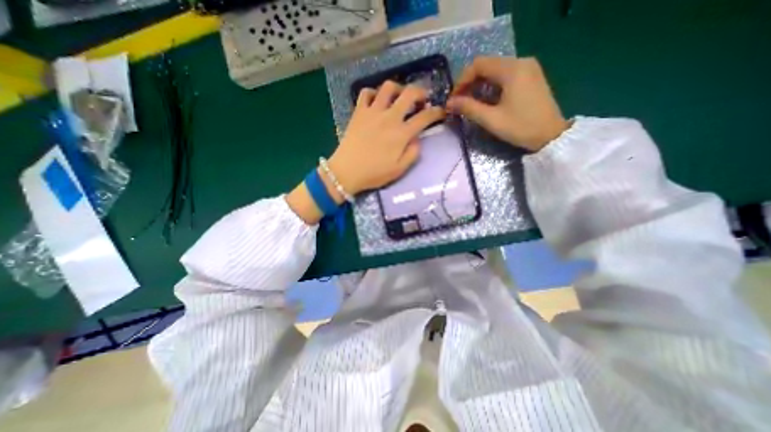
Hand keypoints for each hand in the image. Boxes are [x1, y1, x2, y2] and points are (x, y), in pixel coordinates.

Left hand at [326, 79, 445, 194]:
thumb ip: (412, 153)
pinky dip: (373, 93)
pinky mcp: (358, 112)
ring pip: (388, 87)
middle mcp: (389, 117)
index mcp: (401, 133)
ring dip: (398, 88)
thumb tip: (417, 139)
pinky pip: (366, 93)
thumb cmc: (374, 173)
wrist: (347, 172)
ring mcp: (372, 112)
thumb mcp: (399, 170)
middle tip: (423, 99)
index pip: (424, 117)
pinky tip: (377, 100)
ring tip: (400, 97)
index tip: (441, 112)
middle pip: (409, 93)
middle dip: (421, 92)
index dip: (436, 112)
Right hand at [446, 58, 564, 152]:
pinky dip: (491, 85)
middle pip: (486, 65)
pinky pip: (505, 75)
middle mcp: (521, 62)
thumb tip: (449, 103)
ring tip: (470, 102)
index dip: (462, 80)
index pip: (478, 64)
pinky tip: (486, 99)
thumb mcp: (491, 119)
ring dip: (479, 84)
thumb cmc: (521, 127)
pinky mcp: (531, 76)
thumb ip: (469, 108)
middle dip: (469, 83)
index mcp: (512, 69)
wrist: (551, 135)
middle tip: (460, 102)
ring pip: (495, 70)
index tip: (454, 98)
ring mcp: (528, 68)